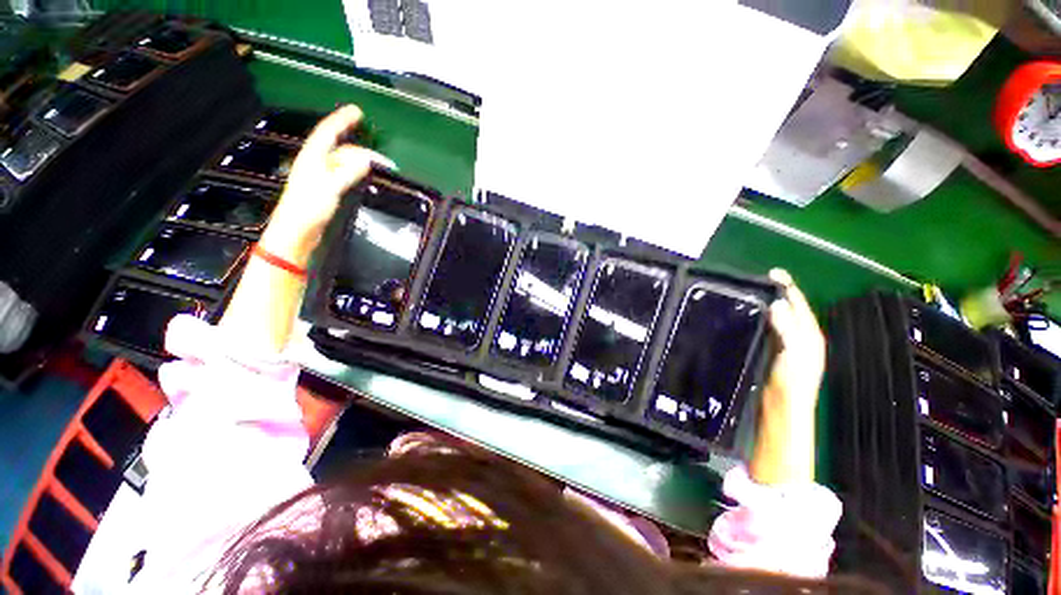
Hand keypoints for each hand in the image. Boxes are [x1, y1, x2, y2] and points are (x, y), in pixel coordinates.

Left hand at [260, 105, 394, 265]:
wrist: (296, 232)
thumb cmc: (308, 208)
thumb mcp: (329, 187)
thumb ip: (347, 172)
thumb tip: (366, 159)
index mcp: (312, 157)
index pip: (328, 132)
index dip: (342, 120)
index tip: (357, 111)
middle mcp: (315, 163)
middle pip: (341, 149)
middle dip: (363, 150)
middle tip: (385, 160)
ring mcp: (320, 176)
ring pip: (344, 162)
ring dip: (362, 162)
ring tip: (380, 167)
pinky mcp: (325, 189)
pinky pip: (344, 173)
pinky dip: (357, 171)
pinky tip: (364, 176)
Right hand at [763, 269, 825, 416]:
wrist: (783, 410)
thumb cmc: (792, 383)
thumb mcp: (793, 354)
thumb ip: (787, 329)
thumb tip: (777, 304)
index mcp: (810, 337)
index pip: (800, 306)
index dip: (789, 288)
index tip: (774, 273)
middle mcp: (802, 340)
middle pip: (791, 311)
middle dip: (779, 294)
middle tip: (761, 281)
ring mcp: (788, 348)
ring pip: (780, 320)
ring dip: (770, 306)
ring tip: (754, 294)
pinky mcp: (774, 354)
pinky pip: (770, 330)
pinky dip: (763, 320)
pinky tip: (752, 318)